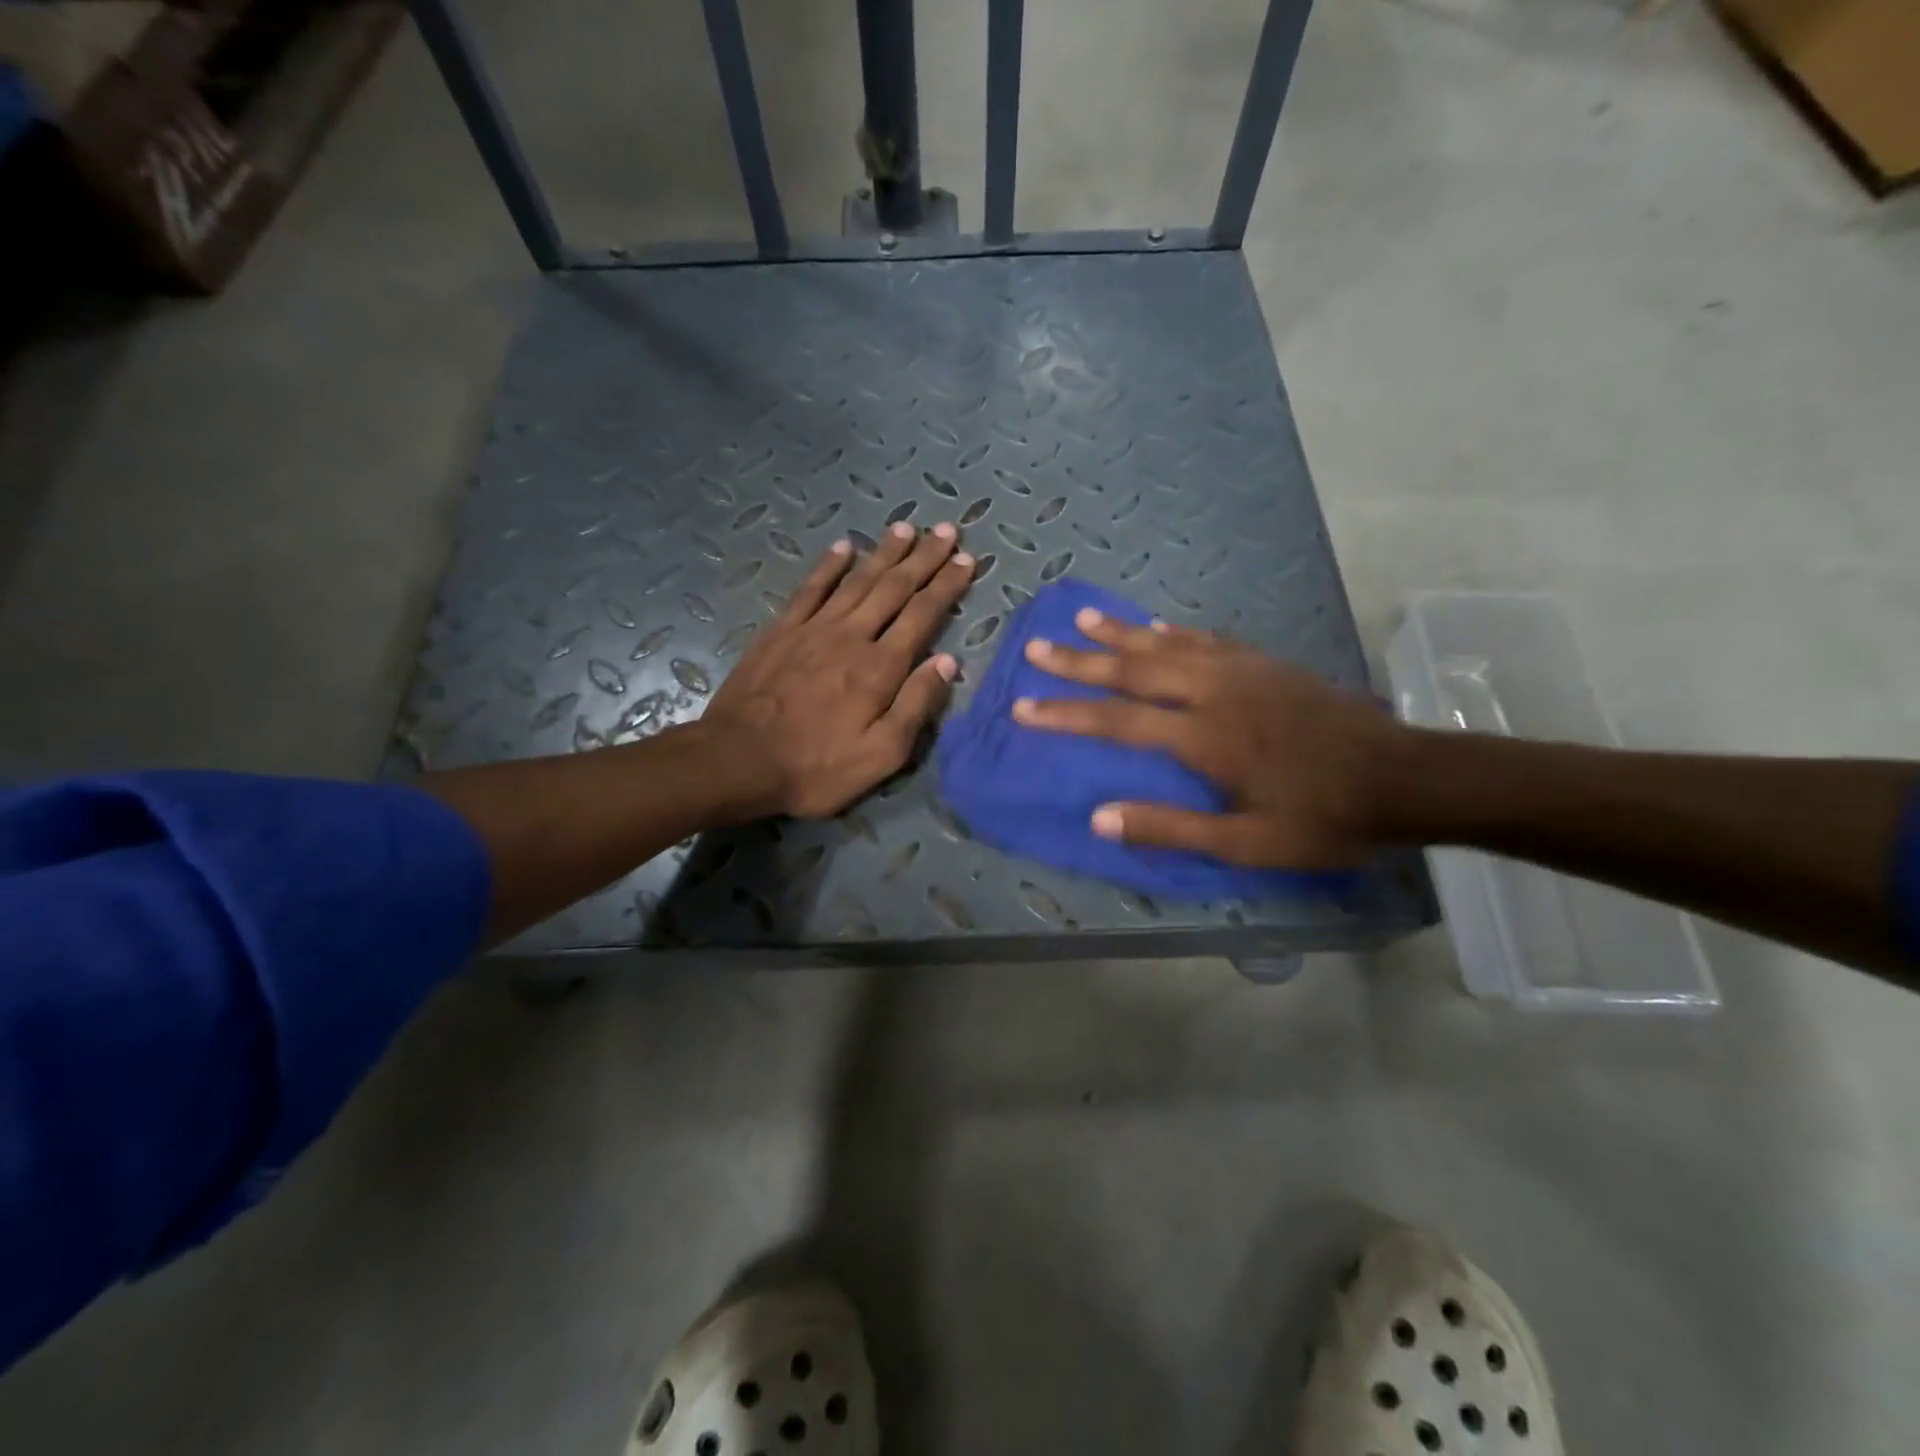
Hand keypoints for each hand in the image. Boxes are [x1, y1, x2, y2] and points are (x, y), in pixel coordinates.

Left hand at [702, 522, 974, 817]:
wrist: (737, 761)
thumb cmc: (816, 767)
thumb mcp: (881, 755)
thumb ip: (916, 705)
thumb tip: (948, 662)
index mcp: (880, 667)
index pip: (922, 615)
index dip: (946, 586)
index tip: (966, 560)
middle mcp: (851, 636)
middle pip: (894, 588)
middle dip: (923, 558)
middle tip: (946, 530)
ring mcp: (813, 628)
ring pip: (857, 580)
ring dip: (885, 552)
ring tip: (907, 528)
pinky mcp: (781, 630)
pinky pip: (811, 588)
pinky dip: (829, 565)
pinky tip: (844, 547)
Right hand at [1010, 610, 1403, 866]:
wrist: (1404, 777)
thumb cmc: (1324, 818)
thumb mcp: (1248, 843)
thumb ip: (1170, 828)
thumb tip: (1099, 818)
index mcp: (1204, 737)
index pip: (1117, 720)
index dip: (1066, 712)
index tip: (1024, 706)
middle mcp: (1214, 692)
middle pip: (1133, 669)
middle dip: (1079, 661)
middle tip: (1036, 648)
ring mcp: (1242, 670)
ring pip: (1166, 644)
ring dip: (1119, 633)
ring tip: (1082, 619)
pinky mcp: (1265, 663)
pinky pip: (1205, 638)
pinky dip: (1171, 631)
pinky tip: (1155, 625)